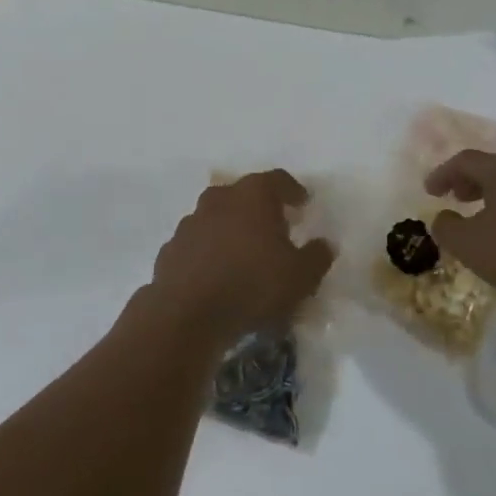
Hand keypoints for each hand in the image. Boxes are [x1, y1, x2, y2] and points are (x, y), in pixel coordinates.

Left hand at [149, 170, 334, 346]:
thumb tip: (324, 244)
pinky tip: (217, 274)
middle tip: (274, 228)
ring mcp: (190, 222)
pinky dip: (209, 252)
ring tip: (244, 254)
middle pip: (243, 194)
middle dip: (259, 208)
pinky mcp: (171, 249)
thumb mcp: (301, 277)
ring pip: (217, 217)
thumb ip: (317, 257)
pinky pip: (197, 244)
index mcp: (253, 195)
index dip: (293, 190)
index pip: (278, 180)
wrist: (187, 316)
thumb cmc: (253, 286)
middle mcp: (219, 198)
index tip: (303, 203)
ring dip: (231, 229)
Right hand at [424, 151, 495, 306]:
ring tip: (479, 217)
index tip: (429, 191)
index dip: (443, 173)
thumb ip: (448, 228)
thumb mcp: (470, 245)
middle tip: (453, 197)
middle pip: (492, 168)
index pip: (465, 160)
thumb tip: (442, 218)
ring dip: (491, 197)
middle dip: (468, 181)